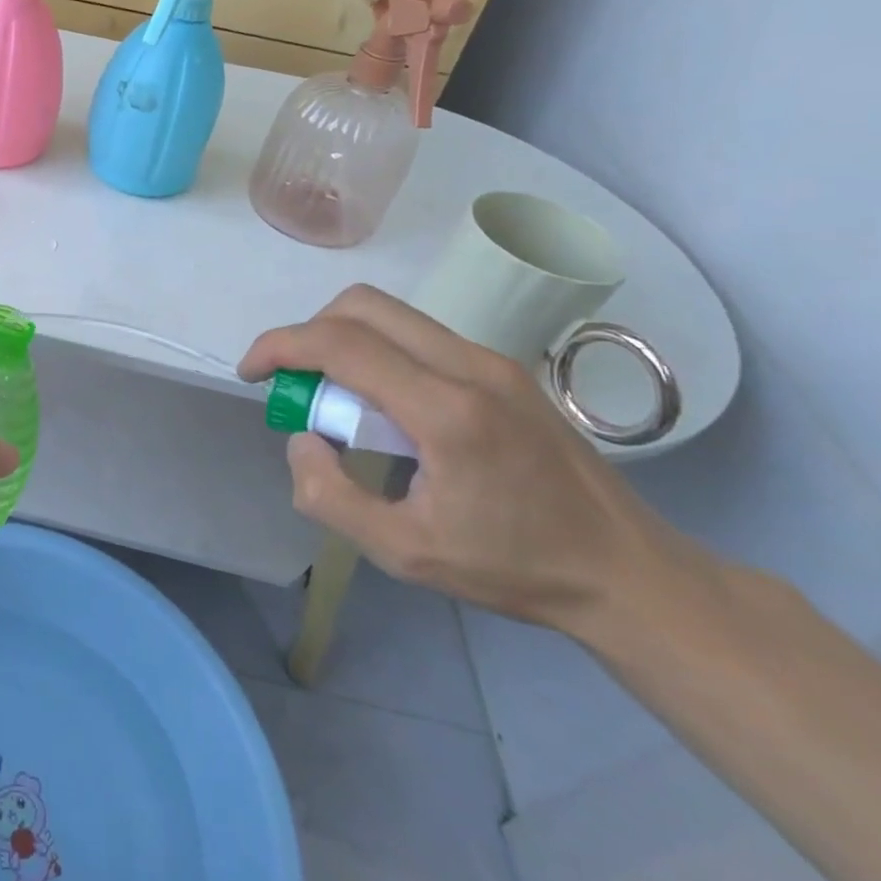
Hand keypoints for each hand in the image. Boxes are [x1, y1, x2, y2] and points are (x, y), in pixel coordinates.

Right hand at [239, 285, 678, 632]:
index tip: (250, 374)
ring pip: (390, 314)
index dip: (280, 347)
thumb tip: (304, 438)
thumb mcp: (403, 552)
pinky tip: (386, 409)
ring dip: (343, 341)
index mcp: (447, 410)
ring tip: (338, 401)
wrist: (630, 573)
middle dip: (308, 334)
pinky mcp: (504, 370)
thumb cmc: (515, 568)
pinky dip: (377, 352)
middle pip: (362, 306)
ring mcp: (493, 362)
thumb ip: (330, 495)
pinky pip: (418, 336)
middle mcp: (470, 366)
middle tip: (296, 385)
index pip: (341, 344)